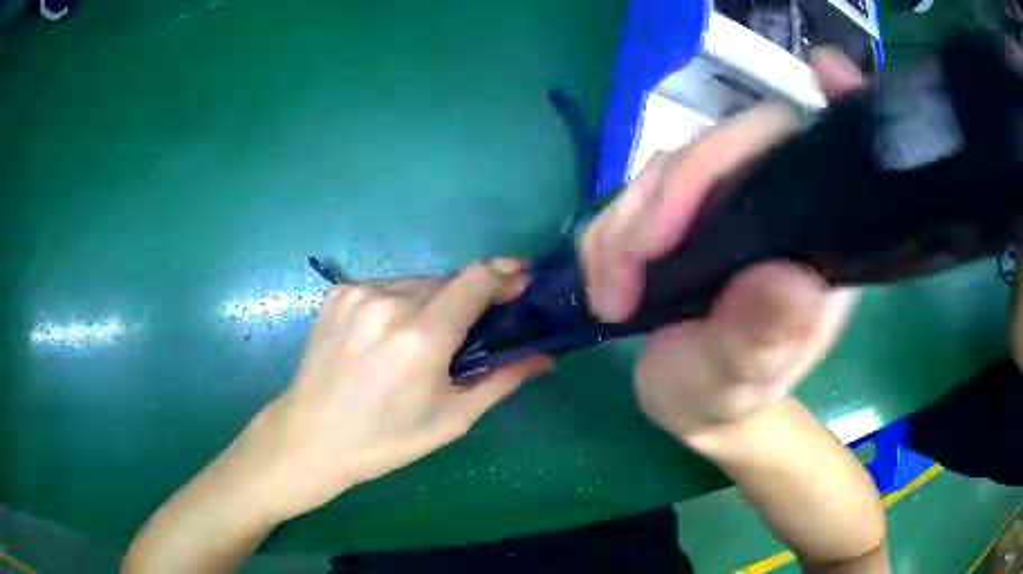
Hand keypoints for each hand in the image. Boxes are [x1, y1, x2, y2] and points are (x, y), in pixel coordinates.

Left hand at [240, 261, 551, 521]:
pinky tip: (393, 333)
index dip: (505, 275)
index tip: (522, 281)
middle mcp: (389, 303)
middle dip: (470, 296)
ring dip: (435, 300)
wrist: (310, 436)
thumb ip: (501, 381)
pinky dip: (401, 303)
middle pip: (448, 281)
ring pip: (417, 283)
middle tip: (476, 327)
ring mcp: (359, 294)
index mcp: (421, 337)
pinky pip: (387, 287)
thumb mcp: (450, 420)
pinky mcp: (338, 293)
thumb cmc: (385, 440)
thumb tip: (544, 358)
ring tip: (429, 337)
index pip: (476, 280)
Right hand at [580, 49, 864, 439]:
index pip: (832, 155)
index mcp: (817, 244)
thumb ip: (763, 341)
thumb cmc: (726, 400)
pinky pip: (638, 193)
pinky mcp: (684, 210)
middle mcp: (778, 208)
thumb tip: (791, 280)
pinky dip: (610, 233)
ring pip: (671, 166)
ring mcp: (728, 203)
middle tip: (630, 269)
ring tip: (612, 293)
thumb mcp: (739, 385)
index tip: (828, 71)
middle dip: (671, 195)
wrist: (693, 405)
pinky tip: (607, 282)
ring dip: (627, 224)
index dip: (839, 104)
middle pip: (730, 146)